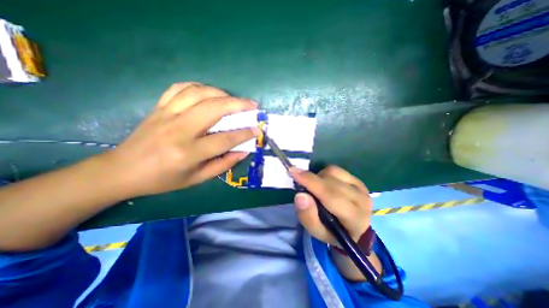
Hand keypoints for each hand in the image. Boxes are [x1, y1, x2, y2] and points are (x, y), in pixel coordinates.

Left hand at [103, 82, 259, 196]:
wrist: (122, 171)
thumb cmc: (163, 179)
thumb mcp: (197, 179)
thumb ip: (223, 164)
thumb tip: (243, 151)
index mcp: (188, 153)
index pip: (224, 139)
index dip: (244, 133)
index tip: (257, 129)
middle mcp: (178, 130)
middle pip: (214, 108)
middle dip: (238, 104)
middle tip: (252, 105)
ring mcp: (166, 114)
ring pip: (198, 93)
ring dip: (221, 93)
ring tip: (233, 99)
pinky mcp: (158, 107)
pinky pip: (180, 88)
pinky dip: (199, 86)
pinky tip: (209, 92)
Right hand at [288, 164, 373, 245]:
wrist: (353, 230)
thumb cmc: (332, 232)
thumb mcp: (316, 232)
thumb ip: (307, 216)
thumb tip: (300, 195)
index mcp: (355, 218)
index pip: (331, 196)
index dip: (311, 182)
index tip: (293, 172)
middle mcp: (362, 200)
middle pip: (331, 182)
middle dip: (311, 180)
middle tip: (300, 183)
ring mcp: (361, 188)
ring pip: (333, 172)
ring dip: (318, 177)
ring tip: (315, 188)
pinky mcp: (358, 180)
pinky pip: (336, 170)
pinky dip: (324, 174)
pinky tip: (324, 183)